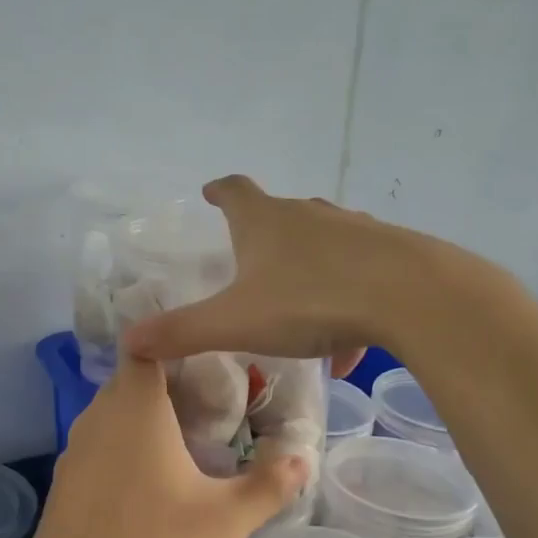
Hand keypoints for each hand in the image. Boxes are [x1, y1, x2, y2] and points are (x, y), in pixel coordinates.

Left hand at [15, 353, 305, 537]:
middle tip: (213, 406)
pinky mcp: (64, 481)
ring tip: (188, 443)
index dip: (174, 343)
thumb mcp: (225, 521)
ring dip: (146, 419)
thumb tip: (303, 457)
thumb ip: (269, 485)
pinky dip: (124, 446)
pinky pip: (100, 444)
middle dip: (170, 386)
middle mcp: (98, 417)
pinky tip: (150, 484)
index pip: (145, 345)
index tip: (208, 360)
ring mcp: (75, 450)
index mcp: (135, 408)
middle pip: (132, 379)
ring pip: (113, 413)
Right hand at [123, 175, 453, 370]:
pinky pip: (359, 276)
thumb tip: (128, 341)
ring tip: (299, 311)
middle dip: (265, 234)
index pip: (235, 192)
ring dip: (308, 270)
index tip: (210, 192)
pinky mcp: (392, 253)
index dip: (219, 192)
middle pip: (282, 214)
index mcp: (266, 222)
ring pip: (324, 245)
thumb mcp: (235, 323)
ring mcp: (355, 230)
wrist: (410, 297)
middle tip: (252, 260)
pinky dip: (346, 303)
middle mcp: (310, 216)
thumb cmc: (310, 302)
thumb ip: (181, 332)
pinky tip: (348, 345)